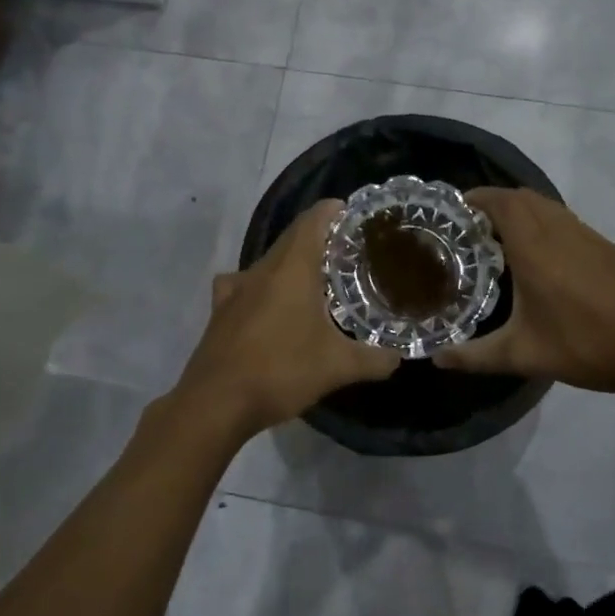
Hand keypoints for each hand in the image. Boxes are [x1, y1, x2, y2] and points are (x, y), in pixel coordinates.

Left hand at [170, 199, 400, 442]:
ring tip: (317, 279)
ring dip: (292, 263)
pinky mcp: (221, 312)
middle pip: (292, 238)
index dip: (334, 211)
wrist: (215, 403)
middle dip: (320, 238)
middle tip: (350, 252)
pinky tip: (270, 305)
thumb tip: (399, 358)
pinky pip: (246, 285)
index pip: (313, 220)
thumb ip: (374, 359)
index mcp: (292, 269)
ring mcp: (236, 290)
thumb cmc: (281, 371)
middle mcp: (261, 270)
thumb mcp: (338, 367)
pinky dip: (264, 286)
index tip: (356, 215)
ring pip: (269, 262)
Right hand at [434, 187, 614, 398]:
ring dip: (525, 211)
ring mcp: (591, 237)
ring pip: (550, 207)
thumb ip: (474, 356)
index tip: (458, 208)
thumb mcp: (522, 356)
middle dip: (498, 201)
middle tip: (475, 224)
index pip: (503, 203)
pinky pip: (569, 222)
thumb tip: (436, 359)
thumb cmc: (584, 348)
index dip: (479, 197)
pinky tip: (546, 258)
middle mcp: (562, 233)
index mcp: (536, 250)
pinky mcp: (609, 248)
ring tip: (505, 237)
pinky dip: (548, 224)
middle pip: (526, 197)